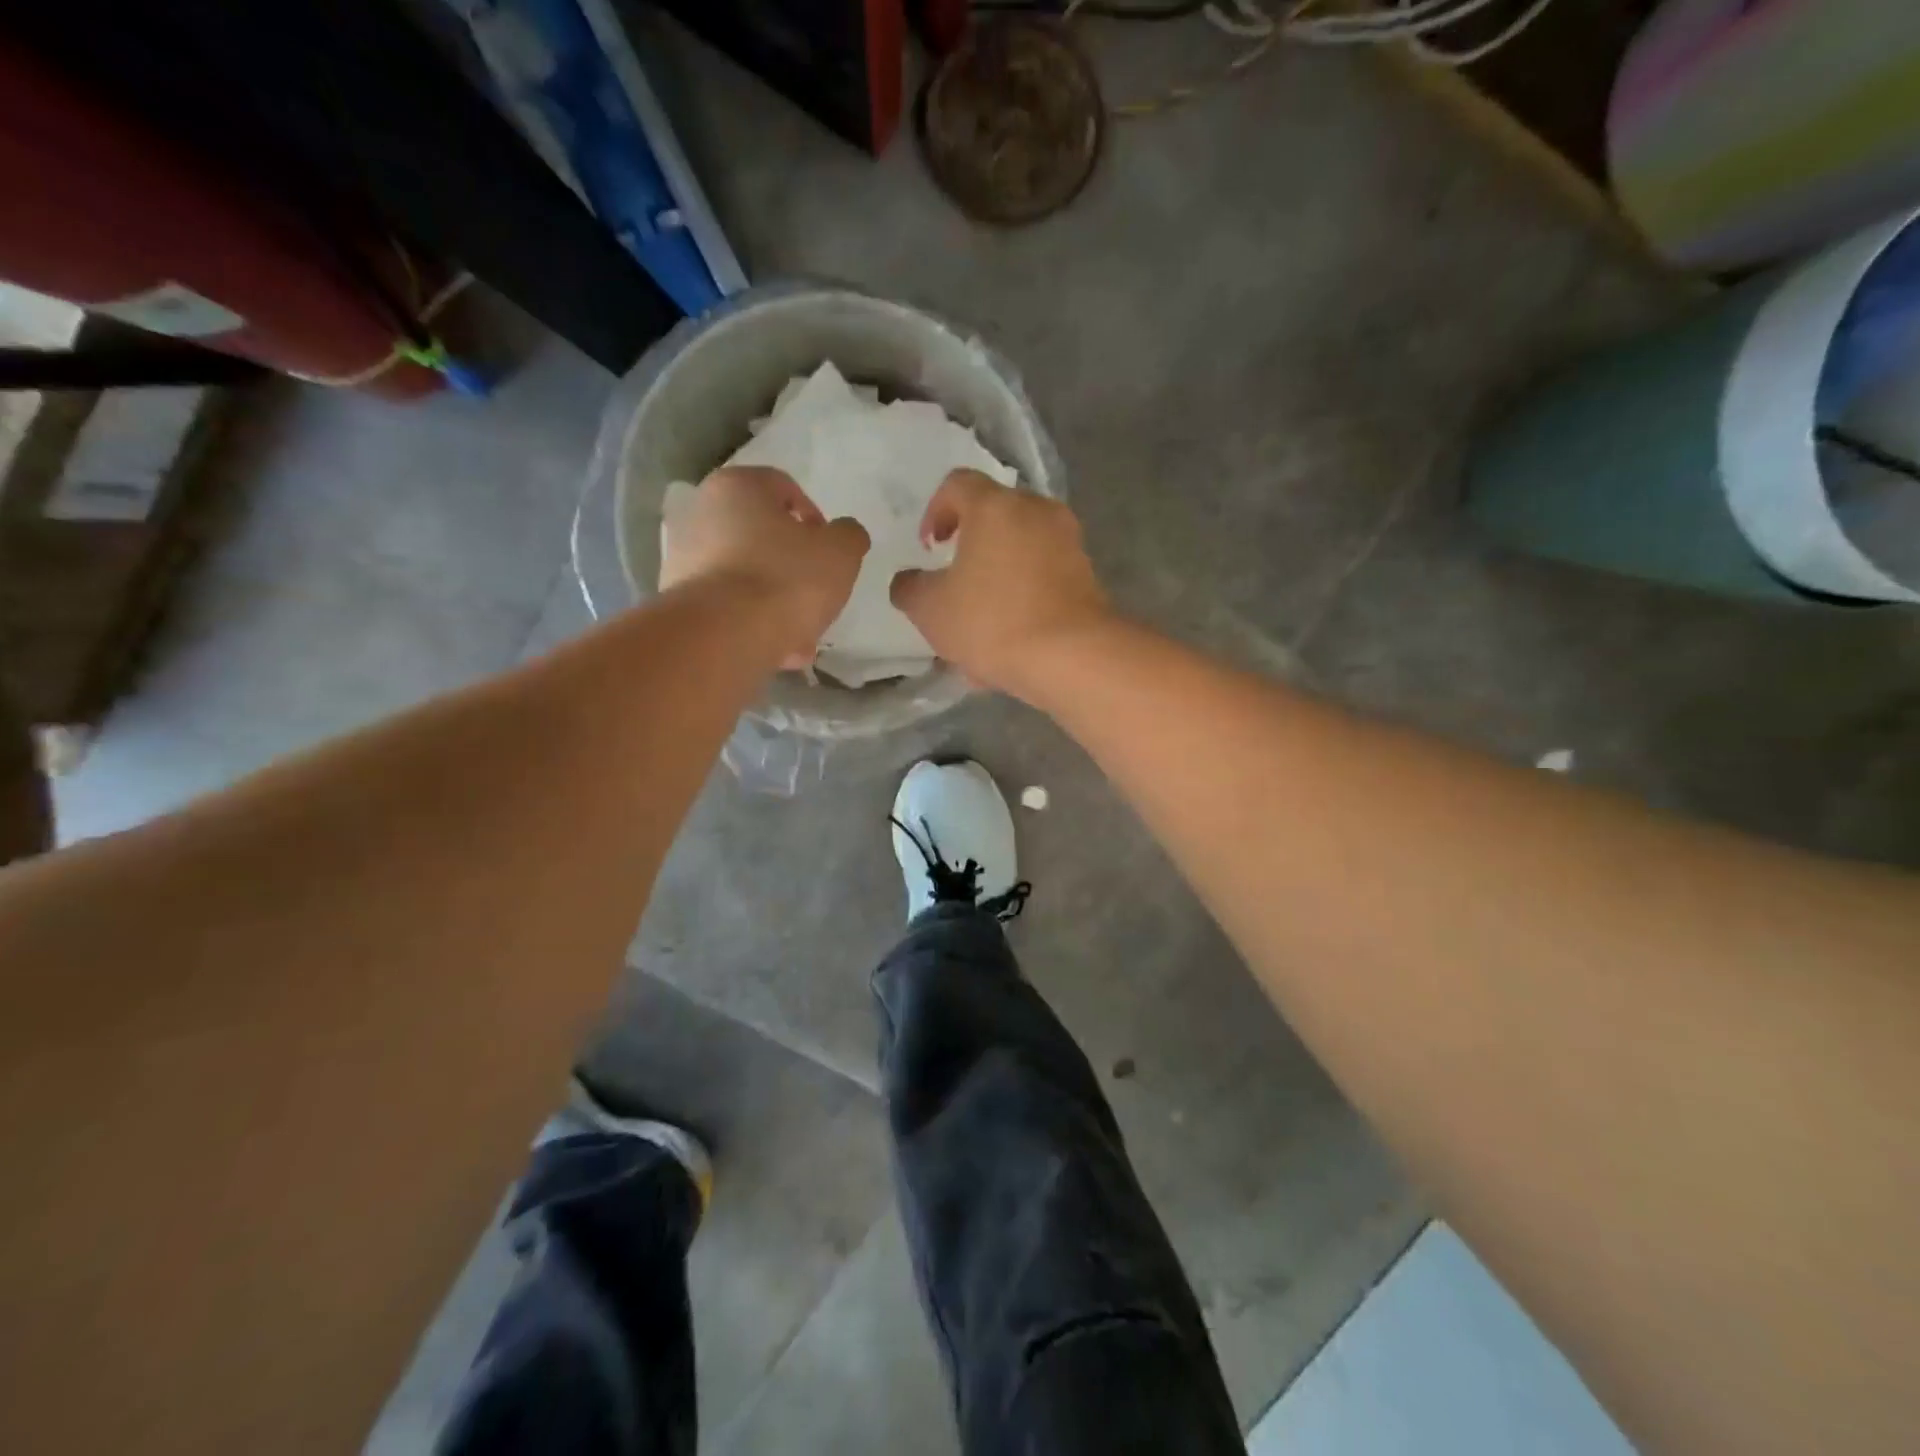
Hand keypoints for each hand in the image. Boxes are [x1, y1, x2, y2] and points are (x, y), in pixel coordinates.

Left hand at [659, 466, 869, 668]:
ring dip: (776, 601)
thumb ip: (849, 536)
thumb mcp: (841, 552)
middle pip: (762, 536)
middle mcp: (701, 512)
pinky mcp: (678, 600)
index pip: (786, 489)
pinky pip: (728, 606)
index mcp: (738, 485)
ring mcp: (683, 557)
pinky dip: (752, 623)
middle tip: (817, 595)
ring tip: (802, 637)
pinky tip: (776, 649)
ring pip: (746, 576)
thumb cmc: (786, 579)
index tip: (830, 553)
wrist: (724, 637)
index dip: (816, 521)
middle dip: (794, 567)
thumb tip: (842, 536)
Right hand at [890, 469, 1110, 697]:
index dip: (935, 511)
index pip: (957, 484)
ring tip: (983, 624)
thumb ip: (910, 588)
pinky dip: (1026, 598)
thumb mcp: (930, 610)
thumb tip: (909, 581)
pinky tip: (1012, 641)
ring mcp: (1069, 543)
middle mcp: (1037, 511)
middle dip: (972, 548)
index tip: (929, 547)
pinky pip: (1045, 578)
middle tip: (956, 584)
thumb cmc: (992, 621)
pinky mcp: (1088, 576)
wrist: (1072, 656)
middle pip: (996, 517)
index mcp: (994, 506)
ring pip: (1022, 552)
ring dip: (999, 579)